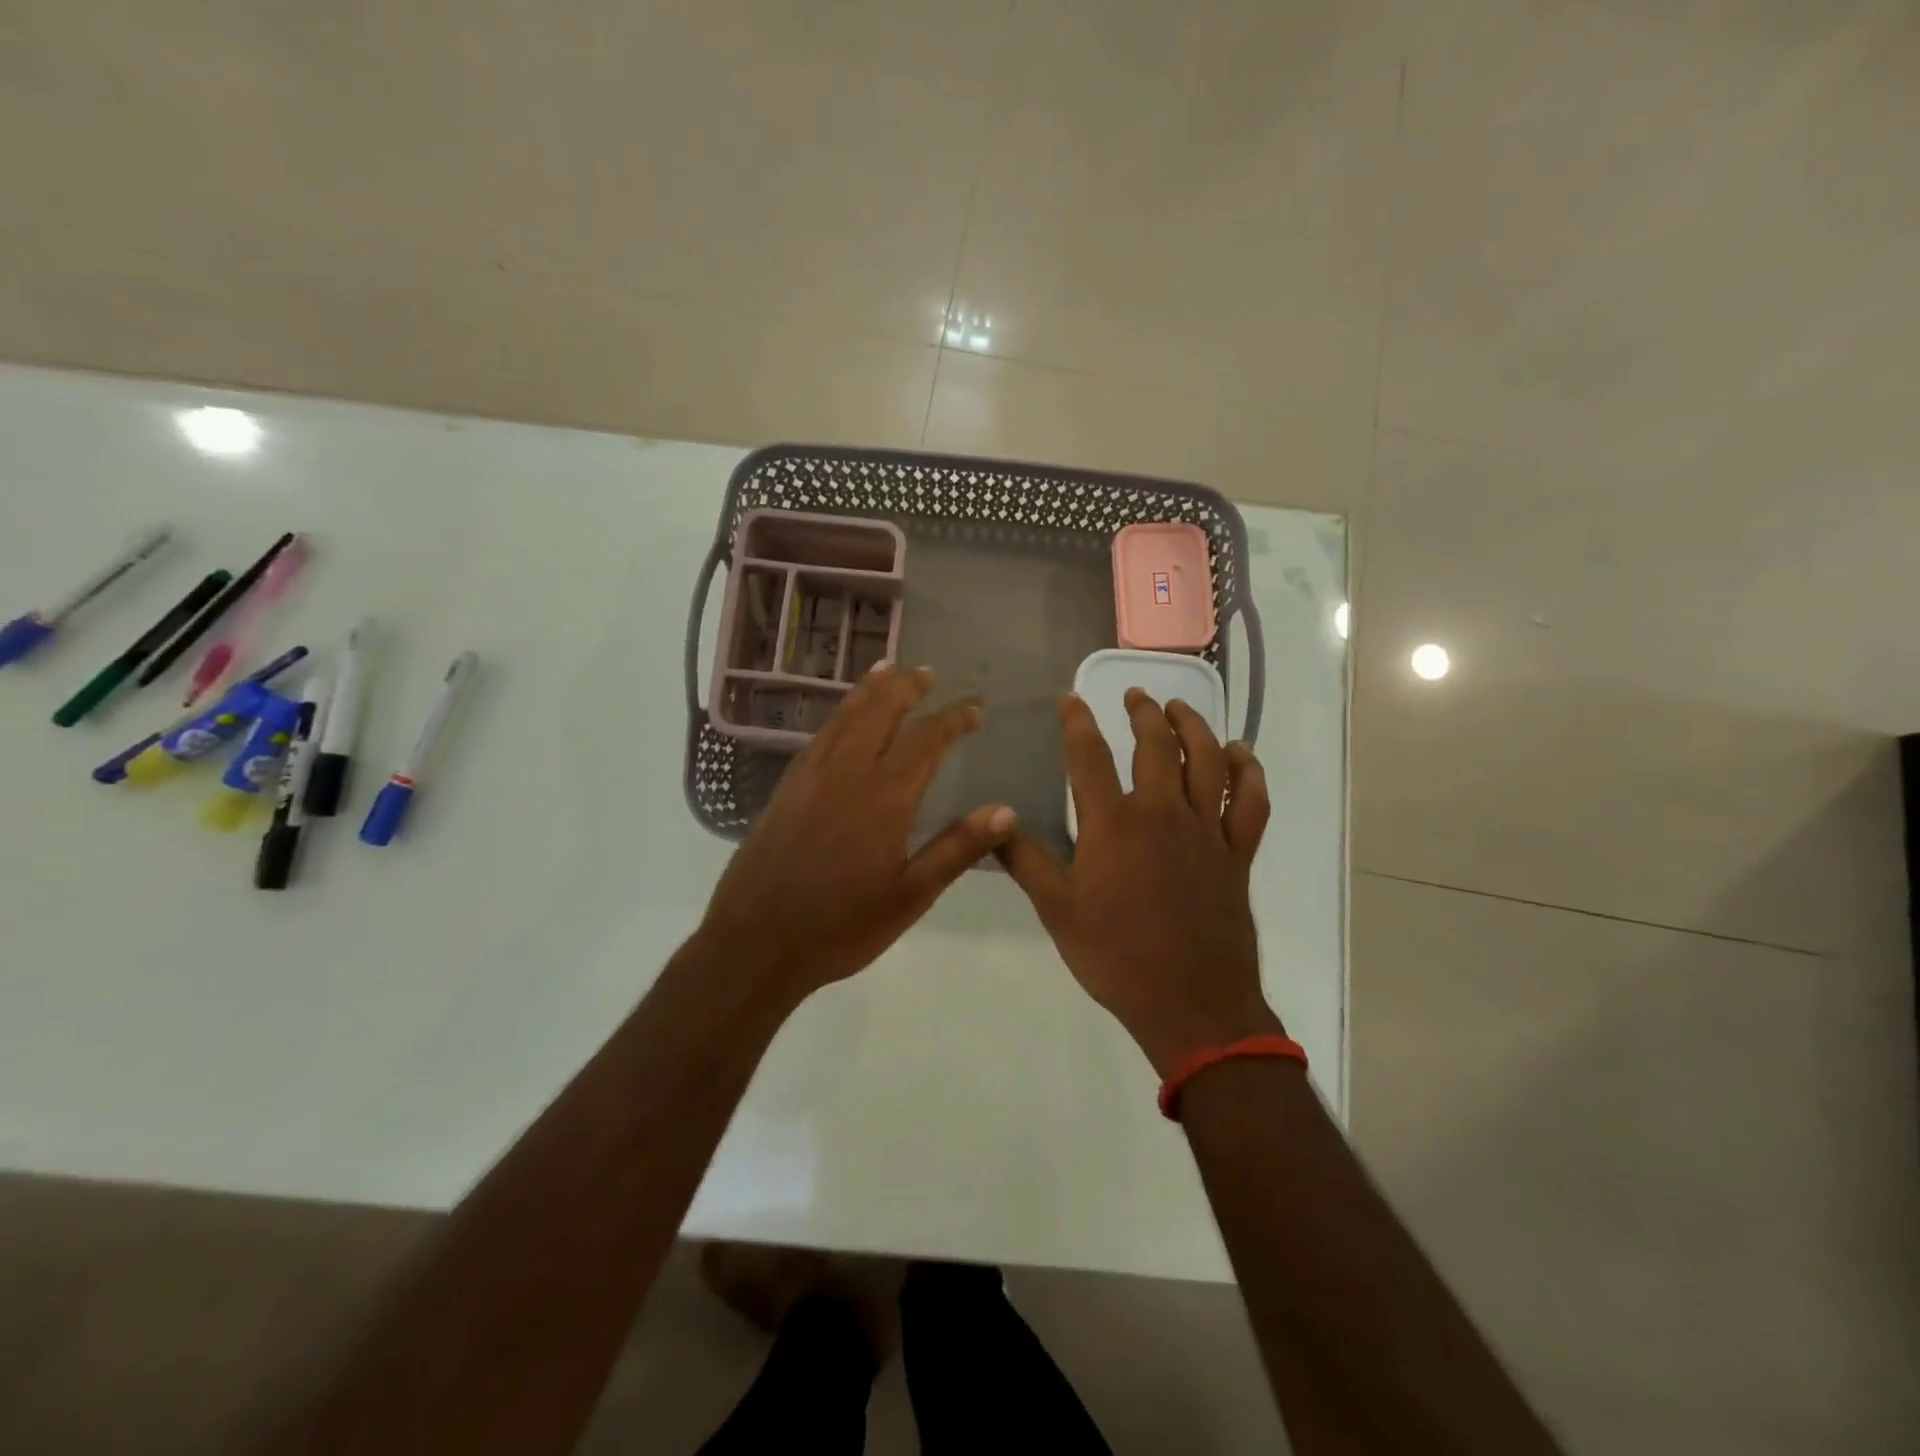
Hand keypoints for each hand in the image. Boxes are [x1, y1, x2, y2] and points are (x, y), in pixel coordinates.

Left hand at [698, 664, 1015, 1001]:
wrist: (754, 942)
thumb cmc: (840, 926)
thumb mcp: (910, 896)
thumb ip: (957, 849)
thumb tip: (1006, 811)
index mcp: (884, 798)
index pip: (926, 740)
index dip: (953, 719)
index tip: (974, 708)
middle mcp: (846, 773)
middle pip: (880, 711)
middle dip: (907, 687)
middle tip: (929, 672)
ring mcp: (810, 776)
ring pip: (845, 716)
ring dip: (871, 690)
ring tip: (888, 669)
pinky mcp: (786, 787)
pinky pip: (820, 735)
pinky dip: (840, 713)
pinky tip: (845, 717)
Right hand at [999, 690, 1277, 1076]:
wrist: (1192, 1005)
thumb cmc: (1116, 957)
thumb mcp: (1057, 912)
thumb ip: (1025, 861)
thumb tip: (993, 822)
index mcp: (1114, 825)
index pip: (1090, 756)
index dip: (1078, 721)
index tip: (1071, 698)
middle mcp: (1163, 813)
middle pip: (1157, 746)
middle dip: (1143, 713)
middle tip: (1135, 695)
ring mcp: (1207, 831)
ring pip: (1209, 761)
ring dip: (1195, 727)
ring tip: (1181, 709)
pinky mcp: (1237, 853)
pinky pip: (1251, 803)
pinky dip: (1249, 773)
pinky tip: (1240, 754)